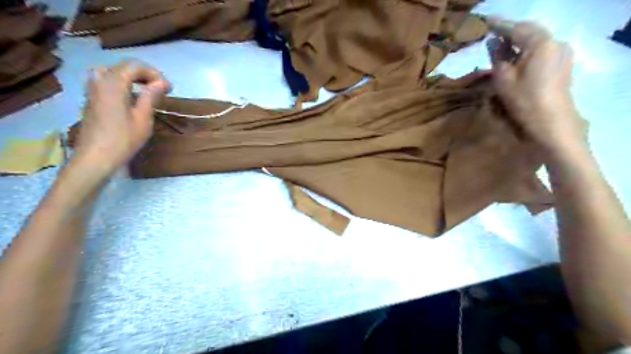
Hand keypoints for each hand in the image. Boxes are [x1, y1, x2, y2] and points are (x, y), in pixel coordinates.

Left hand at [72, 59, 170, 177]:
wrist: (96, 157)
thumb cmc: (124, 139)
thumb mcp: (143, 118)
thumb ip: (151, 96)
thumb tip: (161, 83)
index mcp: (114, 84)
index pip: (135, 66)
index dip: (154, 73)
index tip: (169, 88)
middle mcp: (100, 82)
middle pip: (122, 66)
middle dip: (144, 73)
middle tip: (160, 88)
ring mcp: (93, 90)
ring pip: (111, 71)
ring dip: (131, 77)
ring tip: (146, 89)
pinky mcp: (92, 100)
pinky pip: (106, 81)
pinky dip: (121, 83)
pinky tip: (131, 97)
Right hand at [488, 18, 586, 154]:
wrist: (551, 123)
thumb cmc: (523, 101)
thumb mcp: (503, 78)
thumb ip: (498, 56)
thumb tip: (493, 41)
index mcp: (541, 43)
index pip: (516, 28)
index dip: (499, 25)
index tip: (485, 22)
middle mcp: (556, 42)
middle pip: (529, 31)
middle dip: (510, 32)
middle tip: (492, 33)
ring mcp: (562, 53)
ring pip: (536, 40)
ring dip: (518, 41)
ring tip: (501, 45)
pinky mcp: (562, 64)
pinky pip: (541, 50)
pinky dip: (527, 49)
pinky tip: (516, 56)